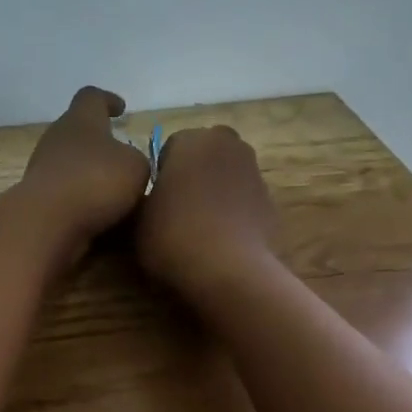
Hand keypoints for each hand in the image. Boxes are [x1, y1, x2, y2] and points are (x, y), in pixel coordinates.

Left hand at [16, 86, 151, 253]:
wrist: (46, 222)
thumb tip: (127, 165)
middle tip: (120, 157)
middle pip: (77, 131)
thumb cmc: (95, 182)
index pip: (91, 97)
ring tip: (115, 192)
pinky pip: (64, 192)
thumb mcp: (135, 167)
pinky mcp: (37, 198)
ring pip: (70, 164)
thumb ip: (136, 160)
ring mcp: (41, 169)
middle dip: (99, 143)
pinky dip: (80, 199)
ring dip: (89, 175)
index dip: (107, 100)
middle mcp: (56, 138)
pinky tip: (98, 215)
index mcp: (80, 120)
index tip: (120, 109)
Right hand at [135, 125, 280, 303]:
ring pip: (228, 176)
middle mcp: (228, 146)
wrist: (230, 271)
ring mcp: (255, 173)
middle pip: (205, 155)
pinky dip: (235, 214)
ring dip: (216, 193)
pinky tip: (222, 242)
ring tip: (200, 229)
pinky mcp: (273, 203)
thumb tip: (152, 201)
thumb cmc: (174, 237)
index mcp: (192, 140)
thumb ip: (145, 200)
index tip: (155, 201)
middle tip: (178, 209)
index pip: (170, 147)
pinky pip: (245, 201)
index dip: (161, 174)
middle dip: (194, 174)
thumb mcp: (138, 220)